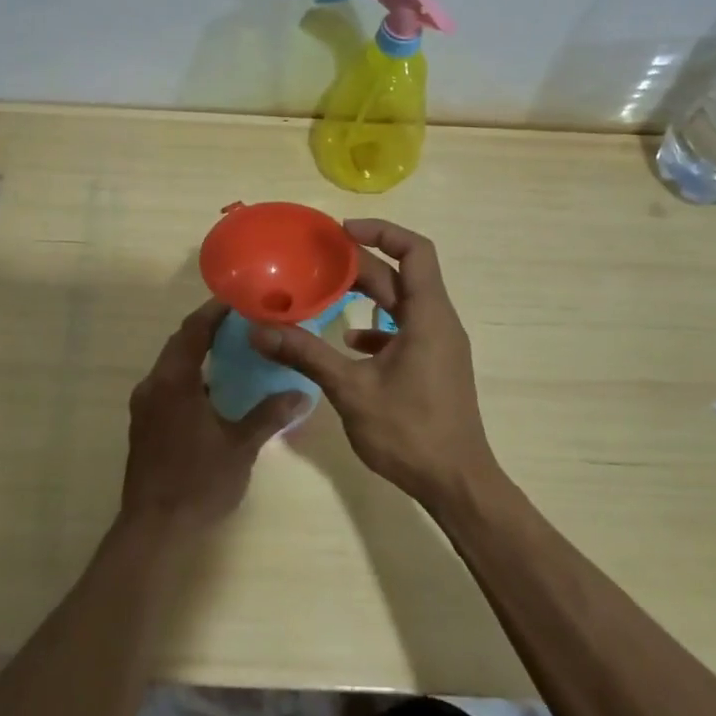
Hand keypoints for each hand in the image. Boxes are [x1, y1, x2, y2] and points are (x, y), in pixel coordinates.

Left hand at [121, 299, 304, 535]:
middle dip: (207, 328)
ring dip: (198, 353)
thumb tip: (302, 394)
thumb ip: (269, 415)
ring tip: (233, 350)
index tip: (239, 299)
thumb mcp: (240, 447)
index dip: (214, 311)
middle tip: (242, 321)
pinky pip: (168, 385)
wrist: (154, 529)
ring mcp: (145, 406)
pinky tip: (215, 389)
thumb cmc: (198, 482)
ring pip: (171, 365)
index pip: (193, 330)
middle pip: (179, 343)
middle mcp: (153, 385)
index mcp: (174, 382)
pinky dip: (190, 376)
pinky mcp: (144, 424)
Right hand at [248, 220, 500, 512]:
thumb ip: (306, 354)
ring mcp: (439, 345)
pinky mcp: (433, 366)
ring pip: (402, 304)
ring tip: (325, 293)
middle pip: (402, 276)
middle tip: (318, 262)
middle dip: (361, 265)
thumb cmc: (409, 432)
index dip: (381, 232)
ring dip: (368, 295)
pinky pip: (405, 331)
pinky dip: (377, 328)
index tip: (341, 232)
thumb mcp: (351, 390)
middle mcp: (438, 322)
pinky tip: (348, 344)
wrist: (456, 483)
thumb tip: (259, 330)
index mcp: (428, 316)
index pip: (415, 250)